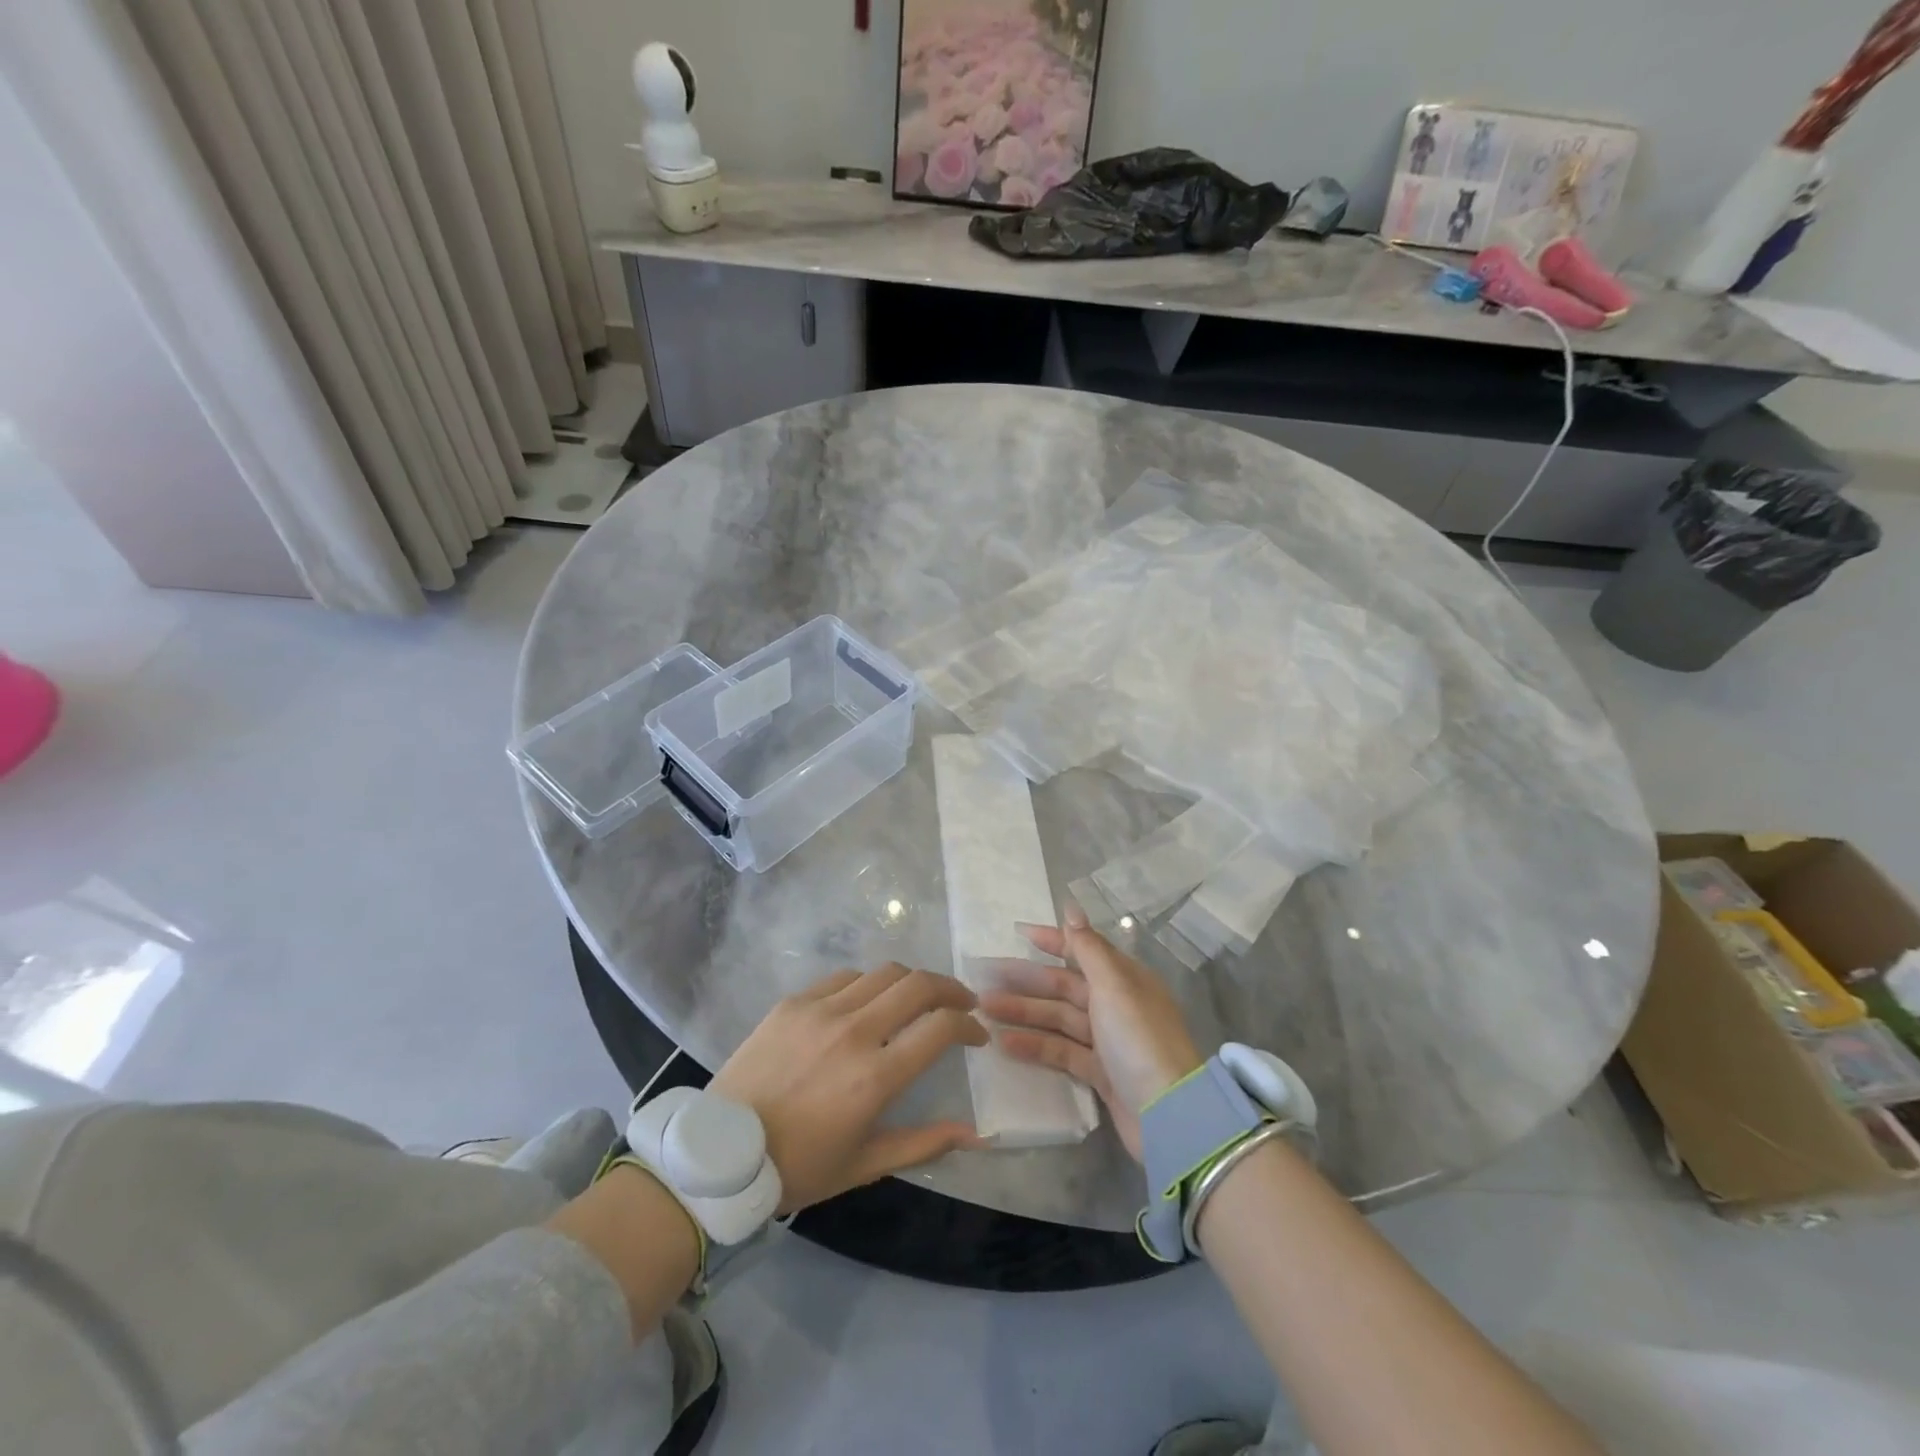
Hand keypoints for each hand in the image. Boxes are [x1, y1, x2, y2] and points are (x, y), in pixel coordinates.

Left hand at [711, 964, 989, 1213]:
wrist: (721, 1154)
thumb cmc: (798, 1167)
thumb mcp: (864, 1165)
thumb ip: (924, 1144)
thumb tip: (977, 1134)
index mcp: (875, 1077)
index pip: (940, 1028)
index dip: (968, 1025)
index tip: (976, 1035)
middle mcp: (853, 1032)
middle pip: (918, 985)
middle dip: (950, 989)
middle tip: (961, 1002)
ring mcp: (820, 1011)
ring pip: (883, 973)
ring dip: (911, 982)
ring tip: (917, 999)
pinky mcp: (793, 1002)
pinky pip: (843, 978)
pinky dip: (867, 985)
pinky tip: (866, 1002)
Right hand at [978, 905, 1201, 1160]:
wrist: (1168, 1114)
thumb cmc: (1138, 1038)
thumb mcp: (1113, 985)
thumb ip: (1088, 948)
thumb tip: (1071, 908)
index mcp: (1124, 979)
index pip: (1083, 951)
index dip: (1053, 941)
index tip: (1018, 934)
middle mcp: (1116, 1005)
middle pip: (1065, 986)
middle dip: (1027, 981)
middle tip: (986, 979)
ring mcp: (1108, 1041)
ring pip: (1059, 1019)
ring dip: (1024, 1013)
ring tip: (985, 1010)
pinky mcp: (1100, 1074)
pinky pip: (1062, 1051)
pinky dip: (1036, 1046)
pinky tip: (1005, 1043)